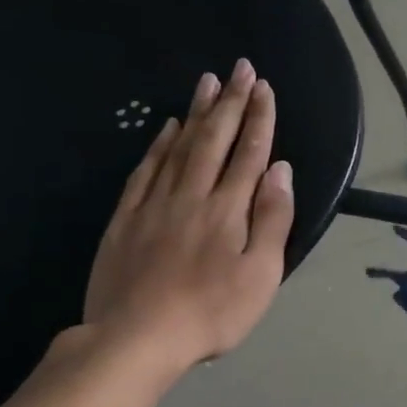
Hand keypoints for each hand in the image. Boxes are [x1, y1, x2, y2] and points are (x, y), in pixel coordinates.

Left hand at [79, 60, 293, 373]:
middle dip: (230, 102)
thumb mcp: (261, 275)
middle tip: (240, 68)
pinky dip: (159, 145)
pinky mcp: (126, 219)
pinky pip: (145, 171)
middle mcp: (192, 195)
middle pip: (214, 140)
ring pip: (179, 147)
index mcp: (228, 209)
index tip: (264, 87)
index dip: (259, 118)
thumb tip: (280, 171)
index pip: (249, 153)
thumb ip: (272, 220)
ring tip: (207, 82)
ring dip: (196, 113)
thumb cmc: (212, 312)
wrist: (136, 338)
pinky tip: (167, 128)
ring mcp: (155, 204)